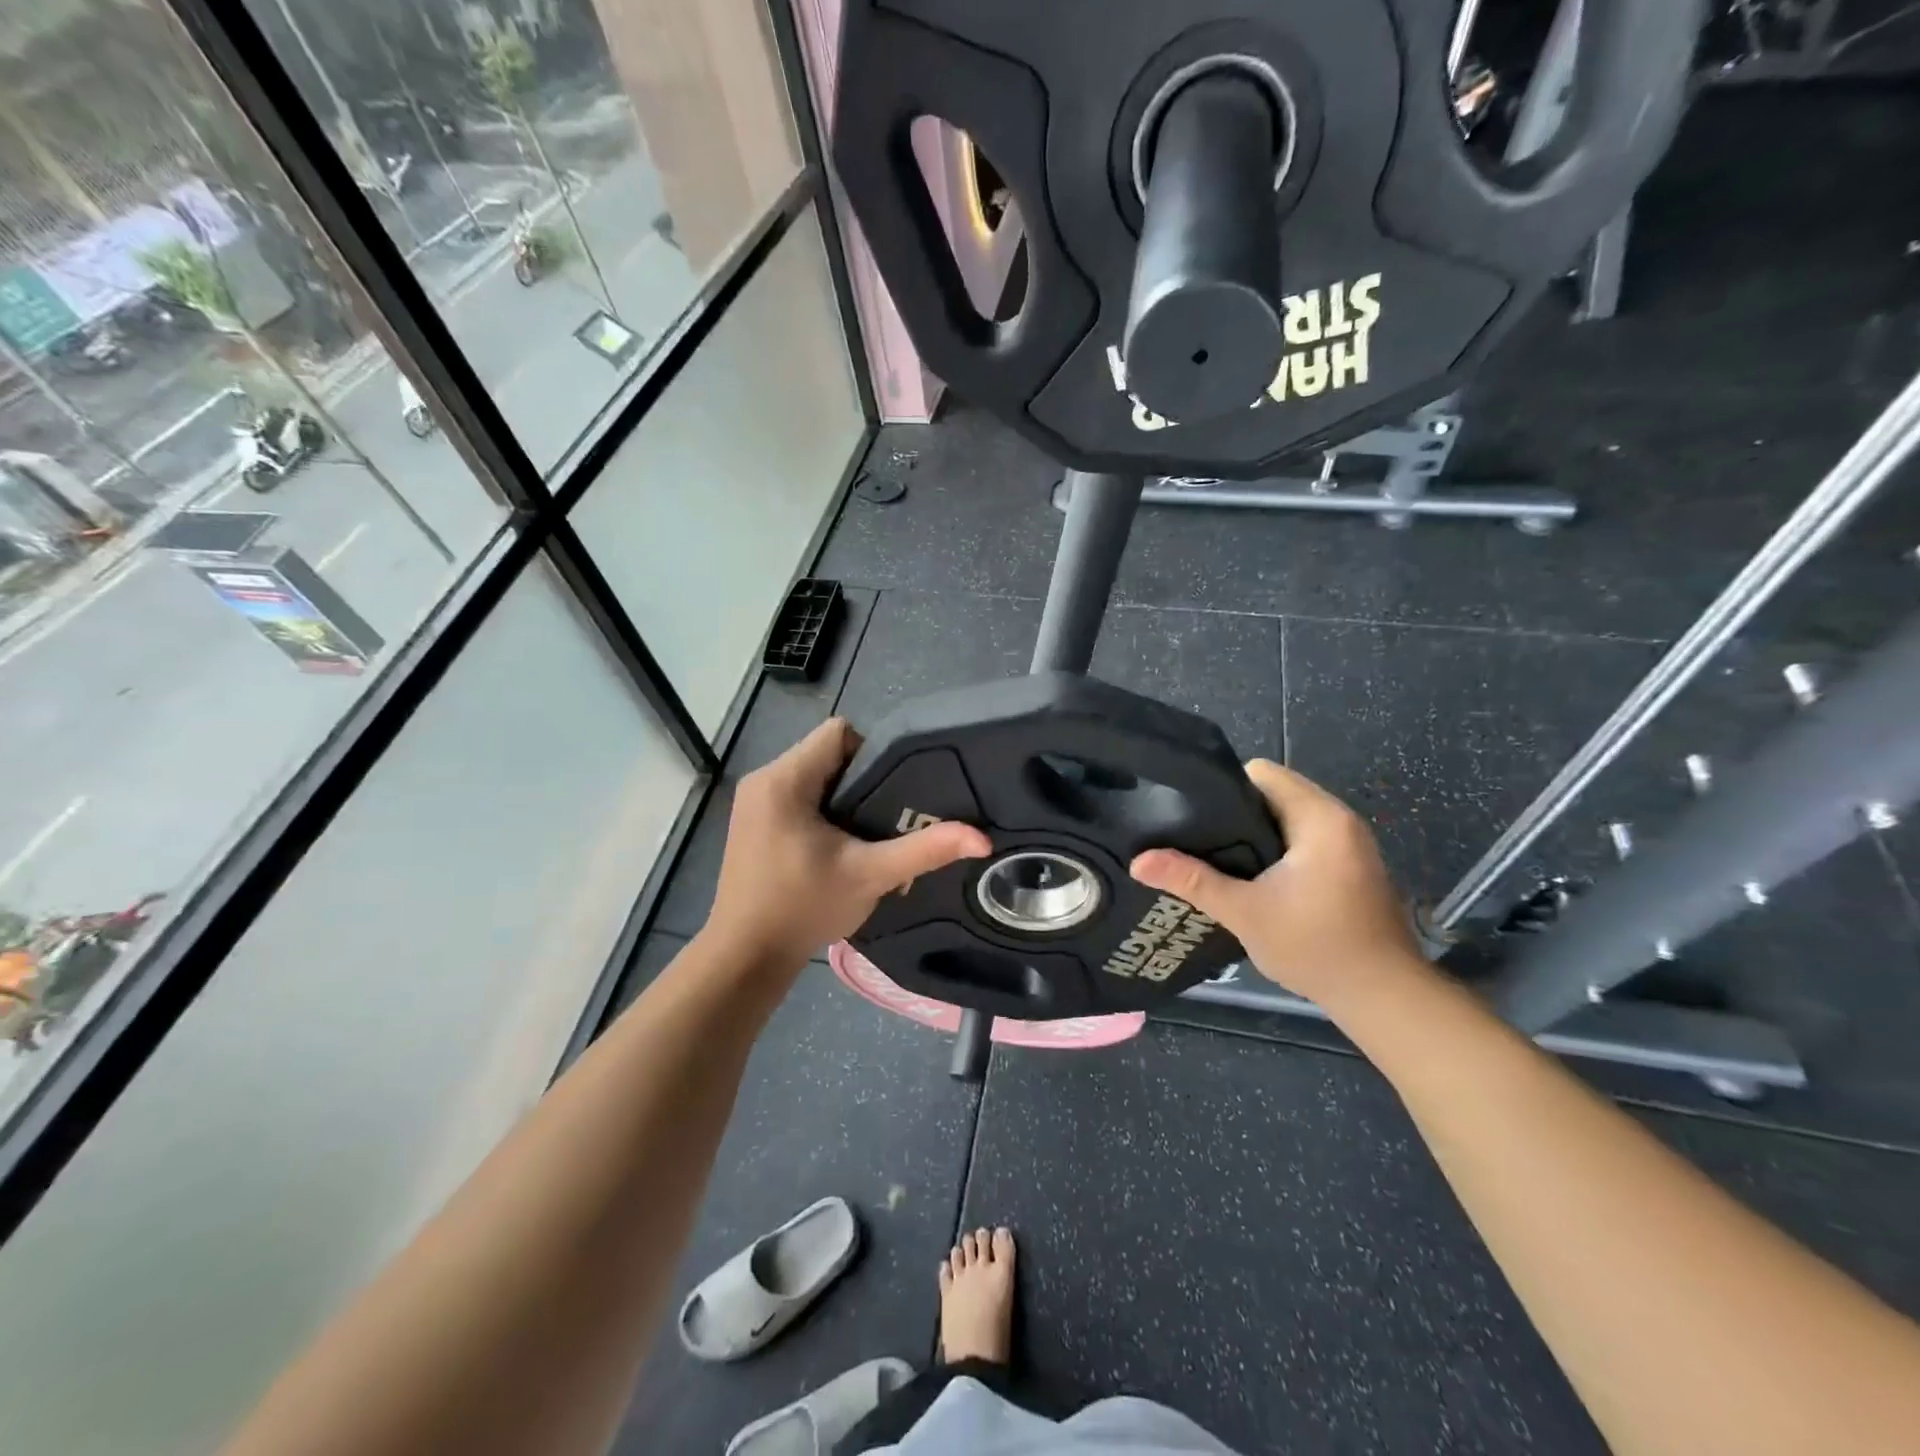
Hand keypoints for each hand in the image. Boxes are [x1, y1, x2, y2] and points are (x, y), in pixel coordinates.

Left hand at [705, 719, 990, 971]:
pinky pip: (796, 794)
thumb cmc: (803, 908)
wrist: (745, 956)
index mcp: (784, 779)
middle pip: (826, 752)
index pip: (839, 732)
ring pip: (812, 774)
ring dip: (842, 796)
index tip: (893, 791)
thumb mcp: (870, 876)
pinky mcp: (752, 821)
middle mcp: (763, 779)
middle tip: (888, 815)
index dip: (873, 753)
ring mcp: (753, 801)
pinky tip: (837, 843)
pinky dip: (821, 809)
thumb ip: (924, 850)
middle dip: (861, 779)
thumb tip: (982, 839)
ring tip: (866, 831)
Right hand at [1130, 760, 1427, 1008]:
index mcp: (1319, 818)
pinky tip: (1252, 878)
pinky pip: (1304, 840)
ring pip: (1288, 819)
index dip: (1222, 788)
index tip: (1192, 814)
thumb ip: (1191, 881)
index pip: (1261, 773)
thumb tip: (1138, 862)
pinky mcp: (1352, 866)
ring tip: (1215, 856)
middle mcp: (1339, 820)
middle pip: (1274, 794)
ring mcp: (1350, 844)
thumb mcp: (1244, 912)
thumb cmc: (1316, 946)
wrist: (1384, 997)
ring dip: (1255, 834)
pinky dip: (1277, 850)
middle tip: (1196, 838)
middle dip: (1234, 814)